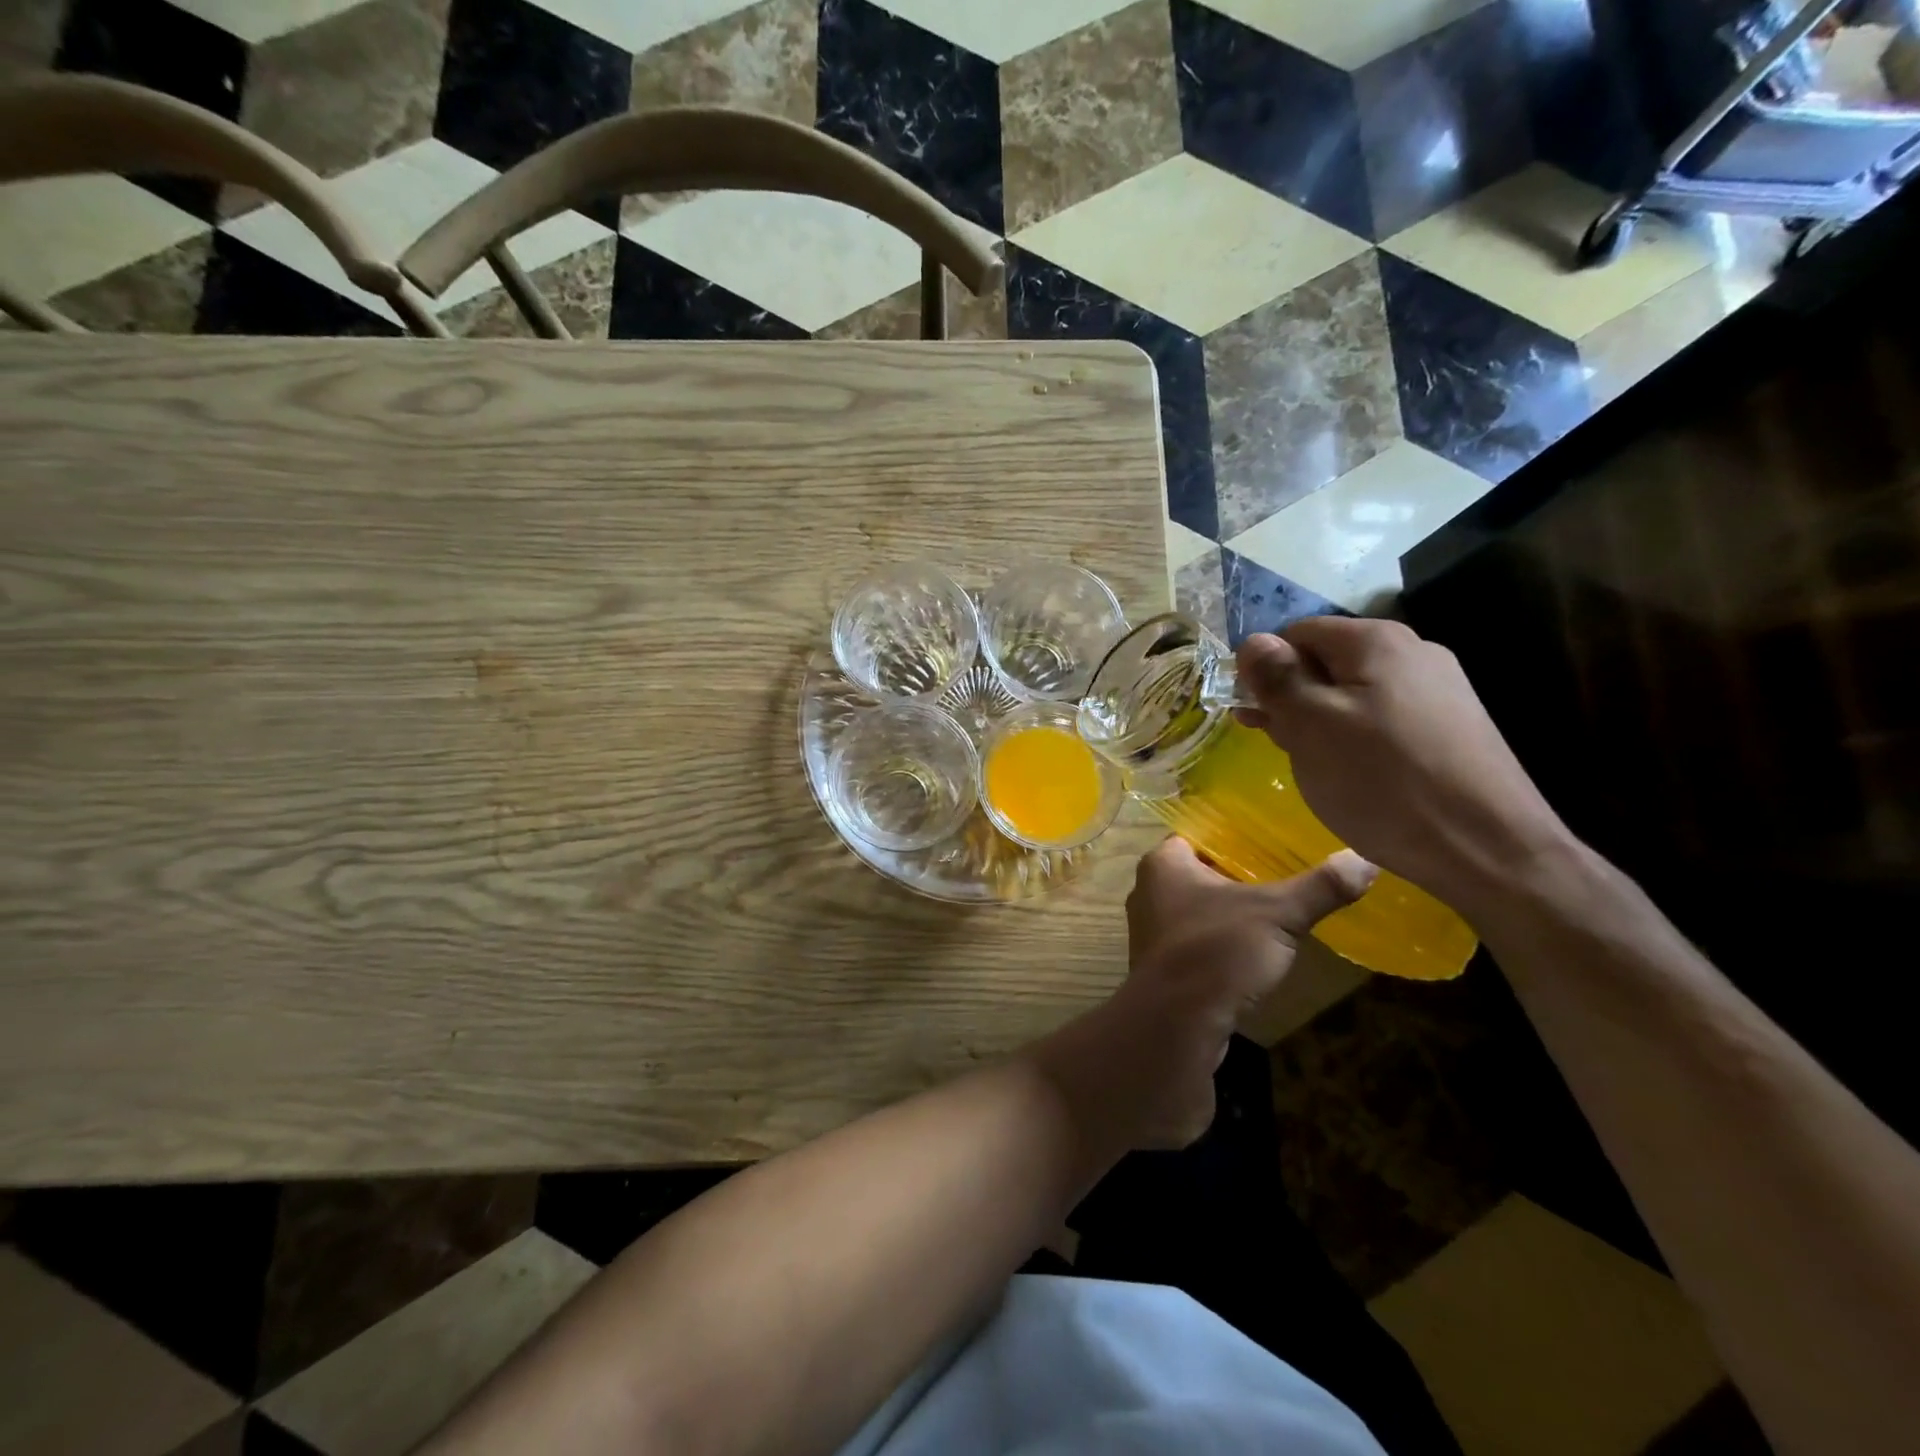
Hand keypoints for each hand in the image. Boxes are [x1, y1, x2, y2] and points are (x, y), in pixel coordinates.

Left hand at [1082, 837, 1374, 1147]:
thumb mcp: (1277, 913)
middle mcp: (1148, 891)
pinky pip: (1195, 942)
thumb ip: (1320, 887)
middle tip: (1282, 877)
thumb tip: (1366, 858)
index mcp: (1163, 863)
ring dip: (1228, 913)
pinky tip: (1251, 952)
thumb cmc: (1217, 950)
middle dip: (1236, 877)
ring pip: (1196, 910)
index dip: (1234, 837)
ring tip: (1273, 914)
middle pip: (1199, 873)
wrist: (1176, 1024)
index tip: (1271, 843)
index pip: (1199, 835)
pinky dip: (1220, 943)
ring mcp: (1150, 931)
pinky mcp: (1161, 966)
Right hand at [1235, 617, 1572, 914]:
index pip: (1295, 633)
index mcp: (1376, 641)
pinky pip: (1382, 720)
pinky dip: (1354, 740)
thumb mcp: (1310, 726)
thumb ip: (1277, 678)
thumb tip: (1252, 641)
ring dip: (1319, 722)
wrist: (1488, 849)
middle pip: (1326, 662)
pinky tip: (1351, 774)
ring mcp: (1439, 691)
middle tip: (1277, 744)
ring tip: (1310, 763)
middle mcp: (1413, 653)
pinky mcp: (1451, 728)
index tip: (1253, 714)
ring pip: (1353, 694)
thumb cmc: (1383, 781)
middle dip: (1292, 698)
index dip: (1266, 669)